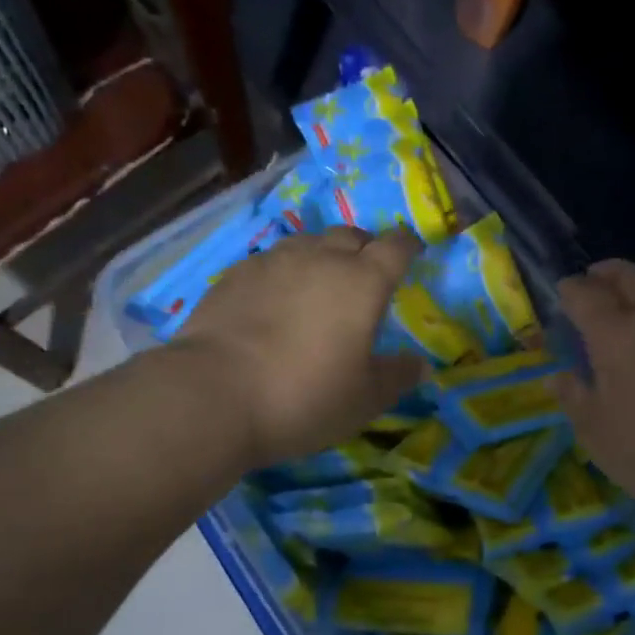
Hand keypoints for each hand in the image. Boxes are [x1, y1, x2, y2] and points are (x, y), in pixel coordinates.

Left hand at [174, 228, 426, 467]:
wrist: (213, 394)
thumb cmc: (303, 396)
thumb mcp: (363, 400)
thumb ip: (396, 377)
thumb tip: (420, 364)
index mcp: (363, 281)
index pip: (396, 246)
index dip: (408, 246)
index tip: (413, 253)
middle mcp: (321, 258)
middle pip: (351, 235)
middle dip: (364, 248)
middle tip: (364, 275)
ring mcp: (274, 261)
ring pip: (308, 243)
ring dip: (321, 256)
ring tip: (318, 285)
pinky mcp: (236, 273)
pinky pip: (270, 260)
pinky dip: (283, 272)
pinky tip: (273, 300)